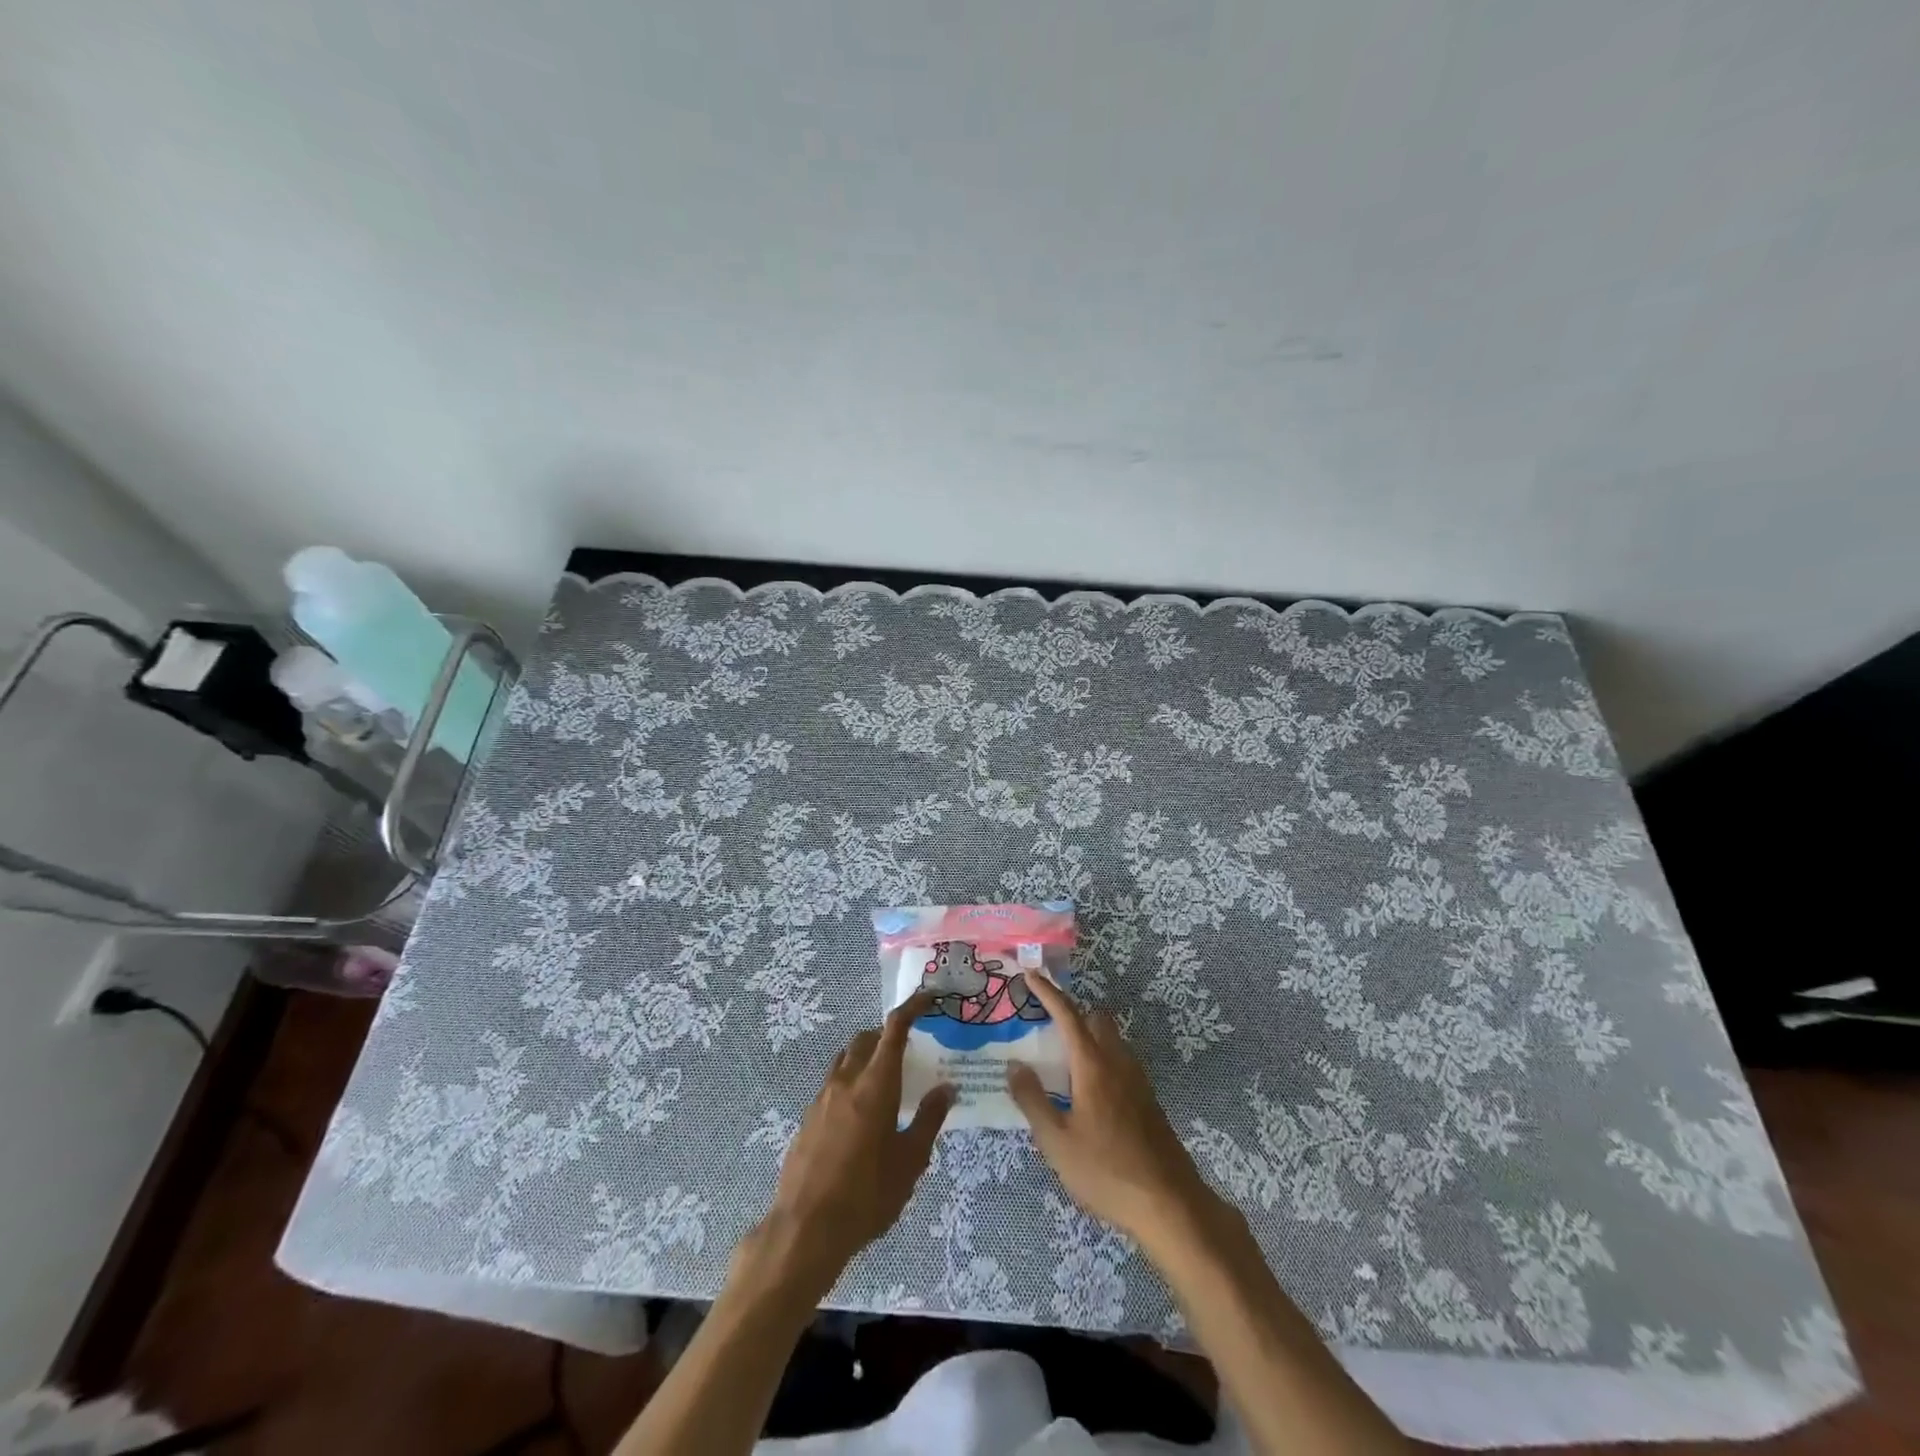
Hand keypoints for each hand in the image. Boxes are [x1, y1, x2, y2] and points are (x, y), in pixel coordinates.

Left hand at [750, 993, 954, 1295]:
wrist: (805, 1229)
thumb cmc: (867, 1195)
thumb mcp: (910, 1161)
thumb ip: (928, 1120)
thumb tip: (946, 1088)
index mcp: (876, 1084)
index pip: (894, 1028)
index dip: (912, 1007)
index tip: (928, 998)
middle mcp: (846, 1080)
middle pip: (867, 1039)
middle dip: (887, 1035)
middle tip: (909, 1051)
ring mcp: (822, 1098)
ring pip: (846, 1059)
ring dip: (866, 1057)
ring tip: (885, 1083)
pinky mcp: (808, 1118)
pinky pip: (832, 1084)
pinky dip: (850, 1083)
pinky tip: (860, 1117)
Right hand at [1007, 975, 1215, 1245]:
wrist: (1169, 1204)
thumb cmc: (1106, 1170)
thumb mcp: (1056, 1141)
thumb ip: (1032, 1099)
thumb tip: (1014, 1065)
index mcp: (1093, 1065)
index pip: (1067, 1015)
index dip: (1048, 993)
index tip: (1030, 974)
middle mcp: (1118, 1062)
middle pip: (1097, 1020)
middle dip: (1073, 1015)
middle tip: (1047, 1030)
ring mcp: (1138, 1081)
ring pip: (1112, 1041)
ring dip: (1089, 1039)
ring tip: (1063, 1065)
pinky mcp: (1148, 1101)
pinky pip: (1121, 1064)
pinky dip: (1102, 1062)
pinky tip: (1088, 1095)